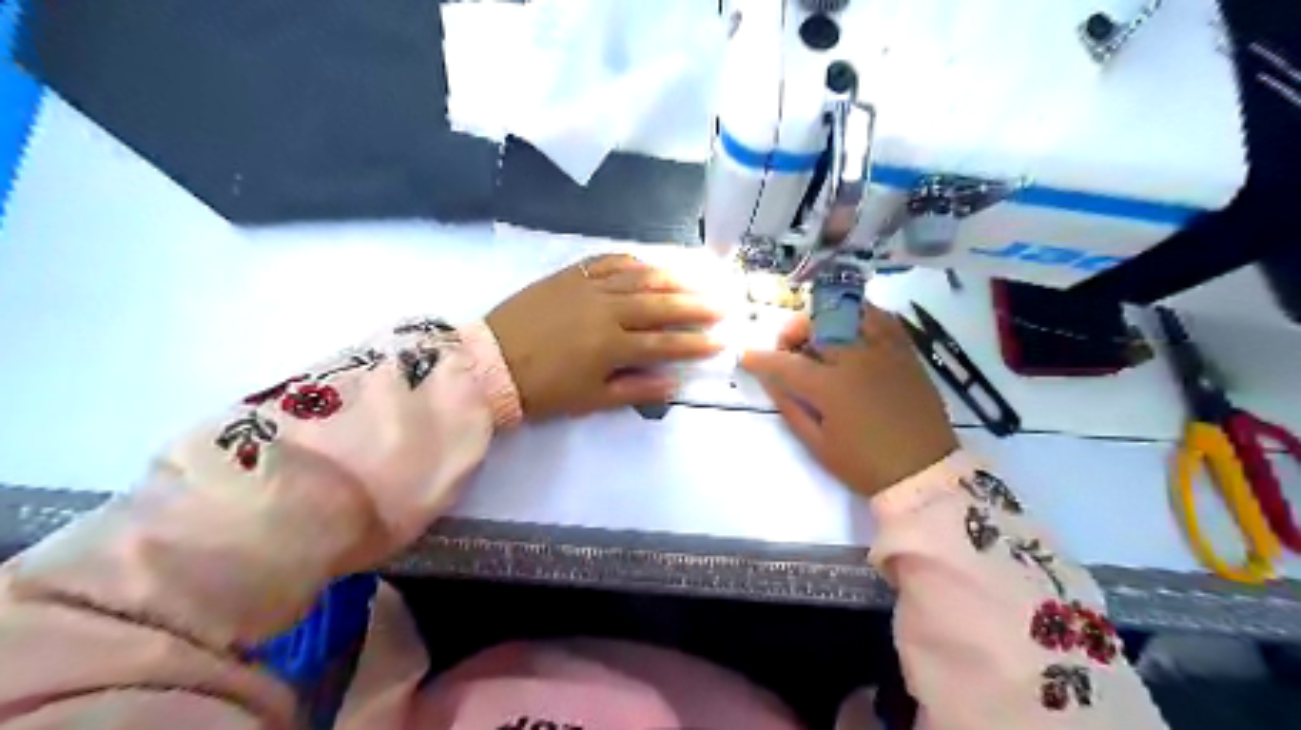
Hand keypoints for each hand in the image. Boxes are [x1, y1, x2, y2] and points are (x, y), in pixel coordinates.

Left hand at [487, 252, 726, 418]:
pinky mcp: (569, 275)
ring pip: (639, 277)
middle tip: (723, 303)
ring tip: (700, 276)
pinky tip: (649, 260)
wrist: (490, 363)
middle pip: (660, 304)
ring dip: (673, 277)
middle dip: (696, 305)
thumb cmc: (542, 389)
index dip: (695, 343)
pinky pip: (607, 260)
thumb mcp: (589, 399)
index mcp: (611, 344)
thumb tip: (673, 383)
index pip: (664, 342)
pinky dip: (632, 260)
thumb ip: (634, 389)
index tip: (720, 341)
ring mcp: (587, 287)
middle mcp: (606, 309)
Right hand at [743, 304, 952, 499]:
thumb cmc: (865, 465)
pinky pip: (881, 316)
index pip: (786, 363)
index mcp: (831, 387)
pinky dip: (860, 315)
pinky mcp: (905, 351)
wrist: (924, 472)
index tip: (746, 357)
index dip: (760, 359)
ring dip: (824, 319)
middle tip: (787, 351)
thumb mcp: (818, 445)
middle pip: (815, 325)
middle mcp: (856, 358)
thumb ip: (790, 407)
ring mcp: (884, 350)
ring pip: (848, 311)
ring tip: (820, 337)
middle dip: (791, 333)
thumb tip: (770, 380)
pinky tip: (851, 329)